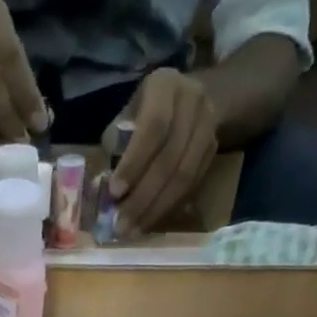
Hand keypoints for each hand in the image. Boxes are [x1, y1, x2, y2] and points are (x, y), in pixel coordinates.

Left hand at [106, 69, 217, 236]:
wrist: (195, 95)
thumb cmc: (147, 108)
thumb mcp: (129, 112)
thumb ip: (117, 143)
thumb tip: (103, 190)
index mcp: (165, 86)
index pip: (154, 127)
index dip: (134, 163)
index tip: (114, 193)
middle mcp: (192, 102)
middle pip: (170, 158)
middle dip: (143, 197)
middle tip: (122, 225)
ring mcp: (208, 126)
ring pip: (184, 176)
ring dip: (157, 209)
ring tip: (134, 230)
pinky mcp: (213, 150)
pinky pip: (192, 185)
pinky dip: (170, 206)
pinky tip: (150, 221)